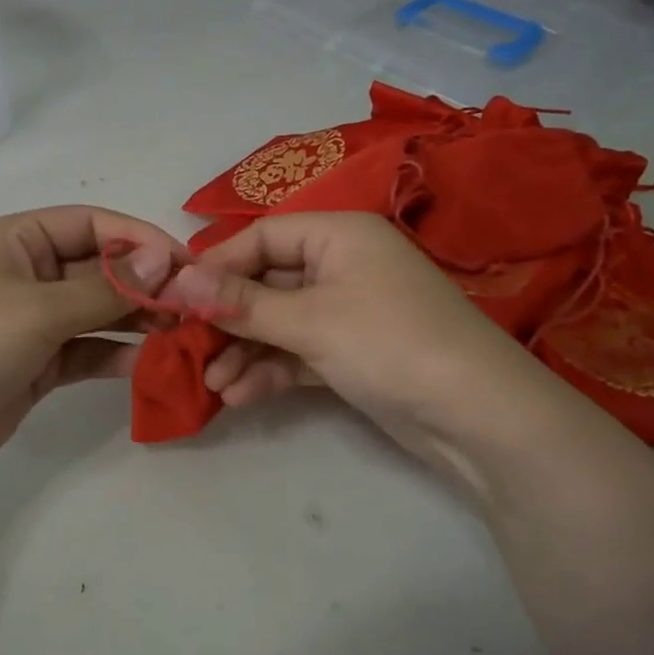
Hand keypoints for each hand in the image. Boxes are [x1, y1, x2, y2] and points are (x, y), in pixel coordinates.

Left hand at [0, 207, 189, 506]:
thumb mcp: (39, 309)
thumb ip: (107, 289)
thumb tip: (167, 263)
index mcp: (17, 239)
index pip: (93, 224)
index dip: (142, 239)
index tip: (189, 264)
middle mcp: (27, 272)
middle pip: (100, 268)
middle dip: (146, 286)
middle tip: (196, 307)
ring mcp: (32, 320)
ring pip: (98, 312)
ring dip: (138, 322)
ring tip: (184, 336)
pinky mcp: (37, 363)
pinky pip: (87, 350)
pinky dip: (116, 355)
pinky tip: (151, 364)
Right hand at [163, 212, 572, 483]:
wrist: (479, 418)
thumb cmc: (390, 343)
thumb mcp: (309, 320)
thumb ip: (241, 302)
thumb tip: (177, 281)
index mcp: (338, 235)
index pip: (261, 237)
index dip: (216, 266)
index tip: (174, 298)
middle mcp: (342, 265)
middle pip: (266, 282)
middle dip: (227, 318)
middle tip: (185, 348)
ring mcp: (348, 312)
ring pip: (279, 323)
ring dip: (244, 351)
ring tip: (210, 382)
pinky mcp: (352, 353)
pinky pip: (298, 353)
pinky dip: (270, 370)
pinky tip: (237, 396)